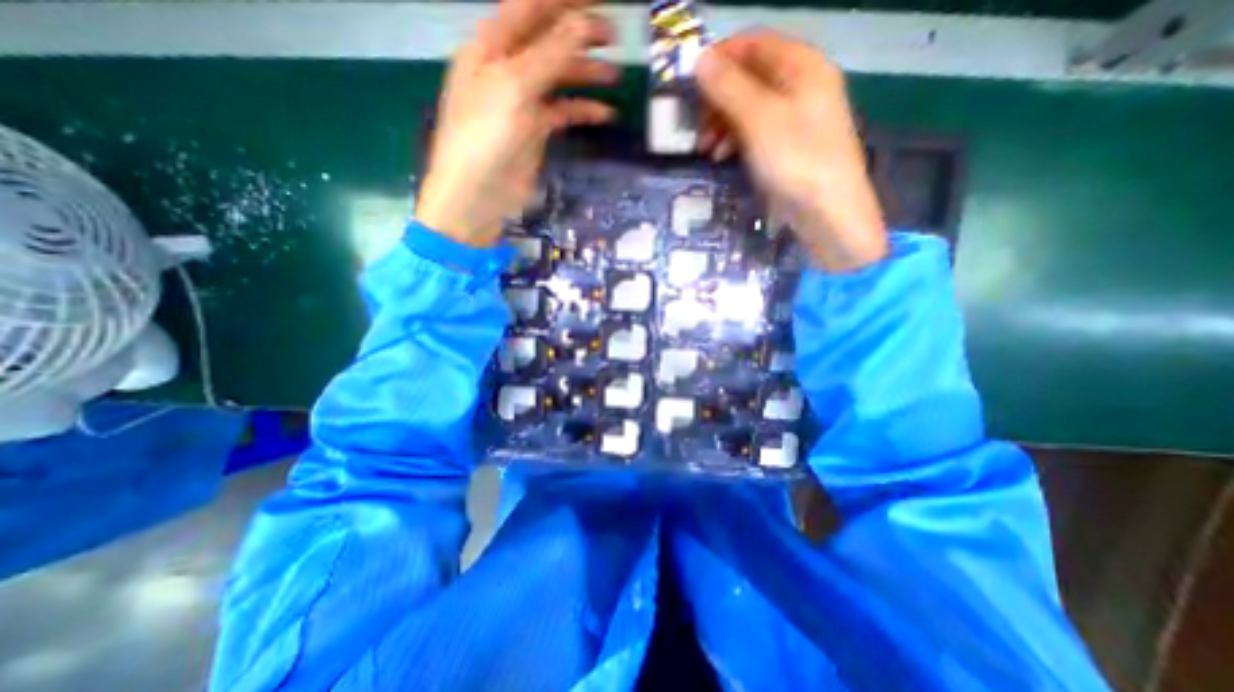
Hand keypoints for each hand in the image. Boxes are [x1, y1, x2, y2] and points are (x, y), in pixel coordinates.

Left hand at [419, 0, 622, 244]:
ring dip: (586, 74)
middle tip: (614, 36)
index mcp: (492, 46)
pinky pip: (563, 112)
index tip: (600, 3)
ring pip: (559, 78)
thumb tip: (584, 23)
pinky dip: (583, 111)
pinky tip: (605, 114)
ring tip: (615, 75)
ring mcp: (522, 101)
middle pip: (549, 41)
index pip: (533, 9)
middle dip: (581, 35)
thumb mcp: (515, 87)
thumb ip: (550, 54)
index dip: (566, 3)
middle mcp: (507, 68)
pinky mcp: (535, 131)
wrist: (478, 195)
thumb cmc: (486, 136)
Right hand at [693, 29, 886, 270]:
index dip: (719, 58)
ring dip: (722, 123)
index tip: (690, 84)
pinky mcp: (787, 146)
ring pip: (749, 107)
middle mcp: (800, 85)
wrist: (827, 212)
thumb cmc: (795, 160)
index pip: (753, 44)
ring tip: (705, 148)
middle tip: (696, 126)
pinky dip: (734, 140)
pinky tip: (720, 157)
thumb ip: (729, 88)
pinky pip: (755, 131)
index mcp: (801, 66)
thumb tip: (699, 59)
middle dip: (717, 99)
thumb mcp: (759, 120)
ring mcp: (795, 118)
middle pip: (749, 77)